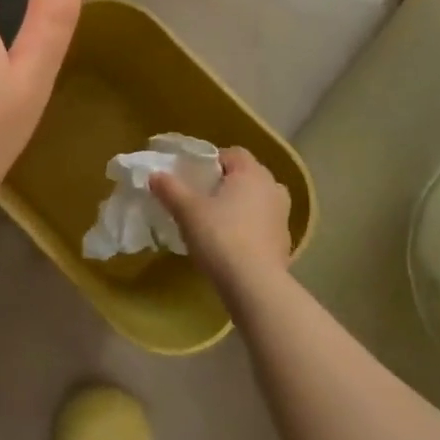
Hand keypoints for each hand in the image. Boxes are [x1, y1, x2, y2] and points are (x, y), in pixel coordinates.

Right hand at [150, 148, 292, 292]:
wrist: (254, 286)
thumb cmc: (220, 237)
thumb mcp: (187, 210)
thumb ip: (170, 188)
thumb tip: (155, 175)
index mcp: (252, 173)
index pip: (233, 153)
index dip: (212, 161)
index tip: (193, 177)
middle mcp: (273, 188)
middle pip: (246, 176)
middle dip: (226, 183)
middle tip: (201, 198)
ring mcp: (283, 217)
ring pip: (257, 201)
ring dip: (240, 206)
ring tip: (216, 221)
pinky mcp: (284, 243)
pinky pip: (263, 225)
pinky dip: (249, 229)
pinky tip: (231, 245)